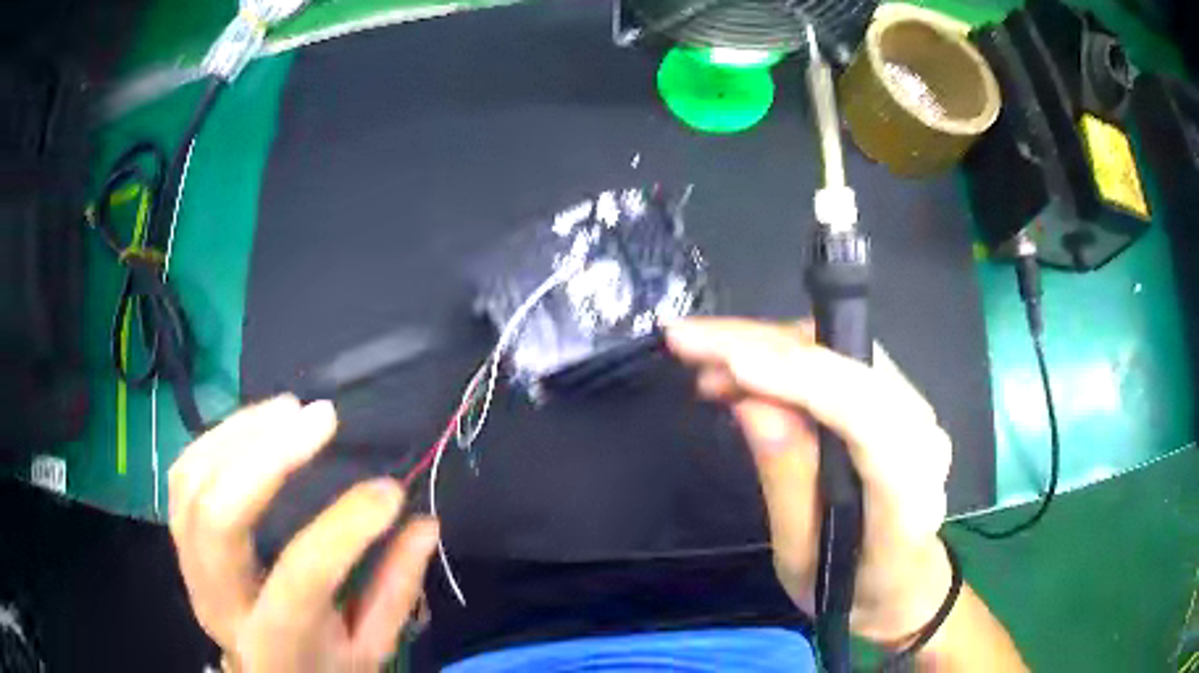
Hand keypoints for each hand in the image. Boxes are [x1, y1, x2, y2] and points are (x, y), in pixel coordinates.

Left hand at [168, 395, 438, 671]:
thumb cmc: (321, 665)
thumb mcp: (369, 649)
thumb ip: (395, 591)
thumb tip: (424, 523)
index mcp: (276, 640)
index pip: (302, 576)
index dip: (345, 527)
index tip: (389, 490)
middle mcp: (220, 600)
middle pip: (219, 518)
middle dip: (267, 457)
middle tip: (321, 419)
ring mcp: (189, 565)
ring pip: (192, 483)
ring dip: (239, 435)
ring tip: (290, 408)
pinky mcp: (180, 539)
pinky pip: (184, 474)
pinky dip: (217, 438)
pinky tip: (257, 421)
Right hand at [668, 318, 953, 644]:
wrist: (899, 583)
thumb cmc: (849, 588)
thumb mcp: (803, 559)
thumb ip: (787, 483)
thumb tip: (753, 405)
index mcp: (908, 494)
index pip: (866, 417)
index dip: (803, 381)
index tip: (732, 363)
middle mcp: (923, 436)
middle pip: (850, 365)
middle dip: (766, 345)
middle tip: (689, 343)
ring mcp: (916, 411)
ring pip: (841, 350)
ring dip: (770, 346)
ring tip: (705, 363)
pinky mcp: (899, 399)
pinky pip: (840, 360)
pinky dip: (786, 356)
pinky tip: (742, 372)